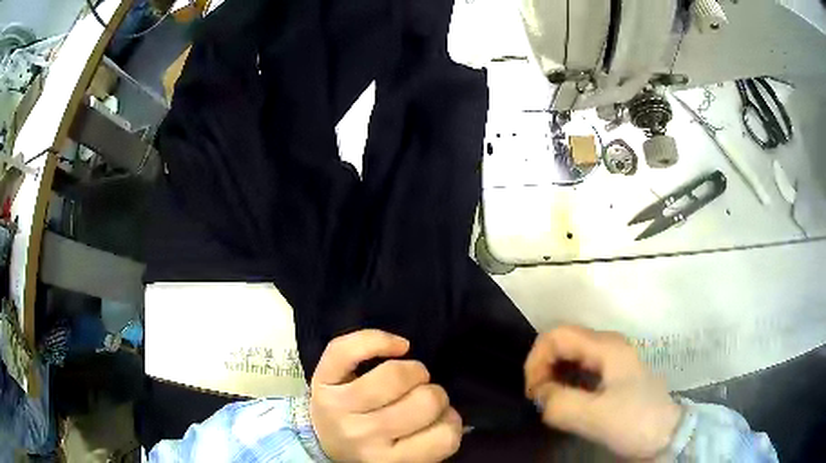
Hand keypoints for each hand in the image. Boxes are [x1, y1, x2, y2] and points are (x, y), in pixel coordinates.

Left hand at [311, 330, 461, 461]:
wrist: (324, 439)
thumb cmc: (374, 445)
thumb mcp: (406, 453)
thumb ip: (433, 435)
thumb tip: (450, 410)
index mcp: (390, 459)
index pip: (444, 437)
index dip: (450, 420)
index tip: (437, 418)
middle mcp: (364, 435)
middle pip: (425, 401)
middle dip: (432, 393)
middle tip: (420, 396)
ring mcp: (340, 406)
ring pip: (395, 374)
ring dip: (413, 370)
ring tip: (407, 377)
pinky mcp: (322, 380)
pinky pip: (348, 349)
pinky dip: (378, 340)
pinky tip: (396, 347)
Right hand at [524, 326, 682, 459]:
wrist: (665, 434)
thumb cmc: (636, 421)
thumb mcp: (597, 416)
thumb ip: (561, 404)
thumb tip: (539, 396)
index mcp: (607, 347)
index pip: (557, 335)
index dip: (537, 360)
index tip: (533, 392)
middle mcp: (608, 346)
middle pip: (562, 342)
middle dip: (543, 367)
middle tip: (538, 398)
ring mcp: (612, 360)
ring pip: (570, 356)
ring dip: (552, 375)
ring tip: (547, 401)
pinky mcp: (612, 376)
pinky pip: (579, 370)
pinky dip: (564, 382)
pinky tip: (563, 401)